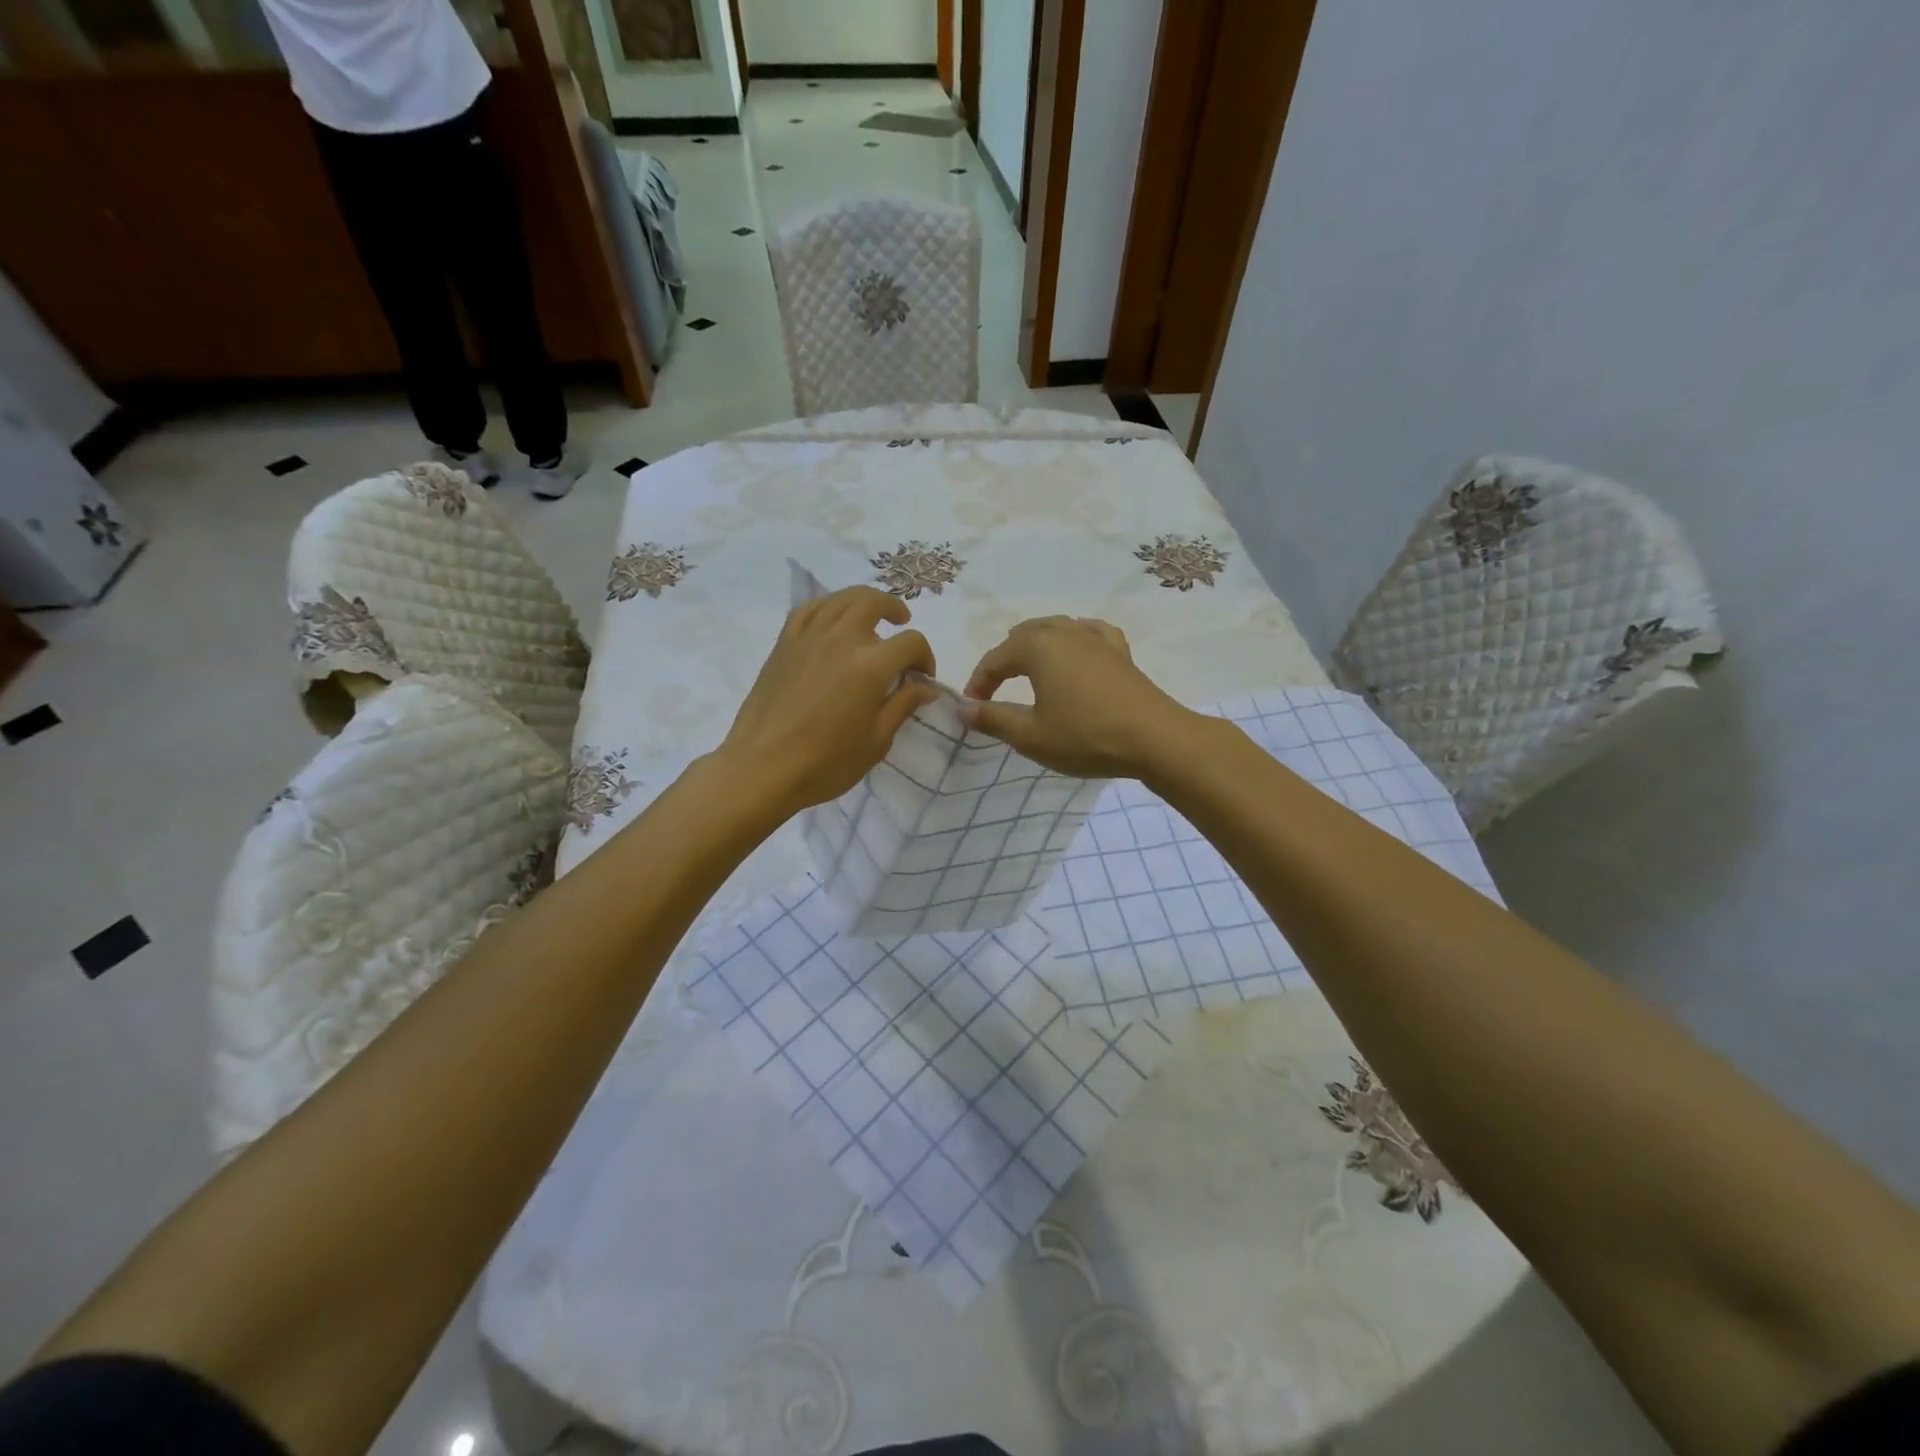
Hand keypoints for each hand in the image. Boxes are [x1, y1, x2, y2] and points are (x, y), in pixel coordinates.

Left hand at [719, 586, 940, 813]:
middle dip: (895, 609)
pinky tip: (832, 619)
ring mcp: (808, 638)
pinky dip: (827, 606)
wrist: (763, 768)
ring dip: (862, 600)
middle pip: (873, 603)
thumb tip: (925, 687)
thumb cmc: (826, 763)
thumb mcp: (877, 741)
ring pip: (840, 599)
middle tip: (902, 623)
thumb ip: (903, 706)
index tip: (922, 679)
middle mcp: (841, 639)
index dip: (925, 657)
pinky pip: (808, 610)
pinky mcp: (784, 644)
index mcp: (870, 665)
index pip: (910, 642)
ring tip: (871, 615)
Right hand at [959, 616, 1201, 778]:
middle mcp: (1065, 632)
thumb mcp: (1031, 735)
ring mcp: (1096, 638)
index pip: (995, 659)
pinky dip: (1075, 638)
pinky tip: (1078, 647)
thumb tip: (962, 708)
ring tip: (1027, 666)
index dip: (978, 683)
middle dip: (1004, 659)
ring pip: (1056, 628)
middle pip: (1024, 636)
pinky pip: (1090, 633)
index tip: (972, 708)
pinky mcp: (1120, 652)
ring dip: (1035, 645)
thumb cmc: (1086, 736)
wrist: (1155, 739)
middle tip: (994, 689)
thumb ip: (993, 718)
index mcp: (1038, 647)